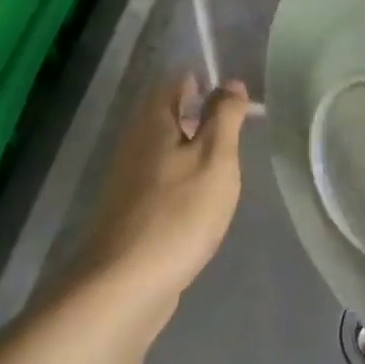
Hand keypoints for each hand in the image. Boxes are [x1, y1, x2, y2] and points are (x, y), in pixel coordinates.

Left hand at [73, 75, 249, 296]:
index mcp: (152, 120)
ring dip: (193, 146)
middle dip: (201, 112)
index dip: (208, 80)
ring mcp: (127, 176)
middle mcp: (133, 140)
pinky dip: (183, 175)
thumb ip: (225, 117)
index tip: (239, 97)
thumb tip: (231, 83)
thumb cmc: (179, 213)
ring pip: (164, 145)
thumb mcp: (215, 158)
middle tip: (239, 128)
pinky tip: (202, 197)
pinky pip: (160, 175)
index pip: (177, 79)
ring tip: (227, 162)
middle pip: (168, 111)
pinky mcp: (129, 208)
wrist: (126, 284)